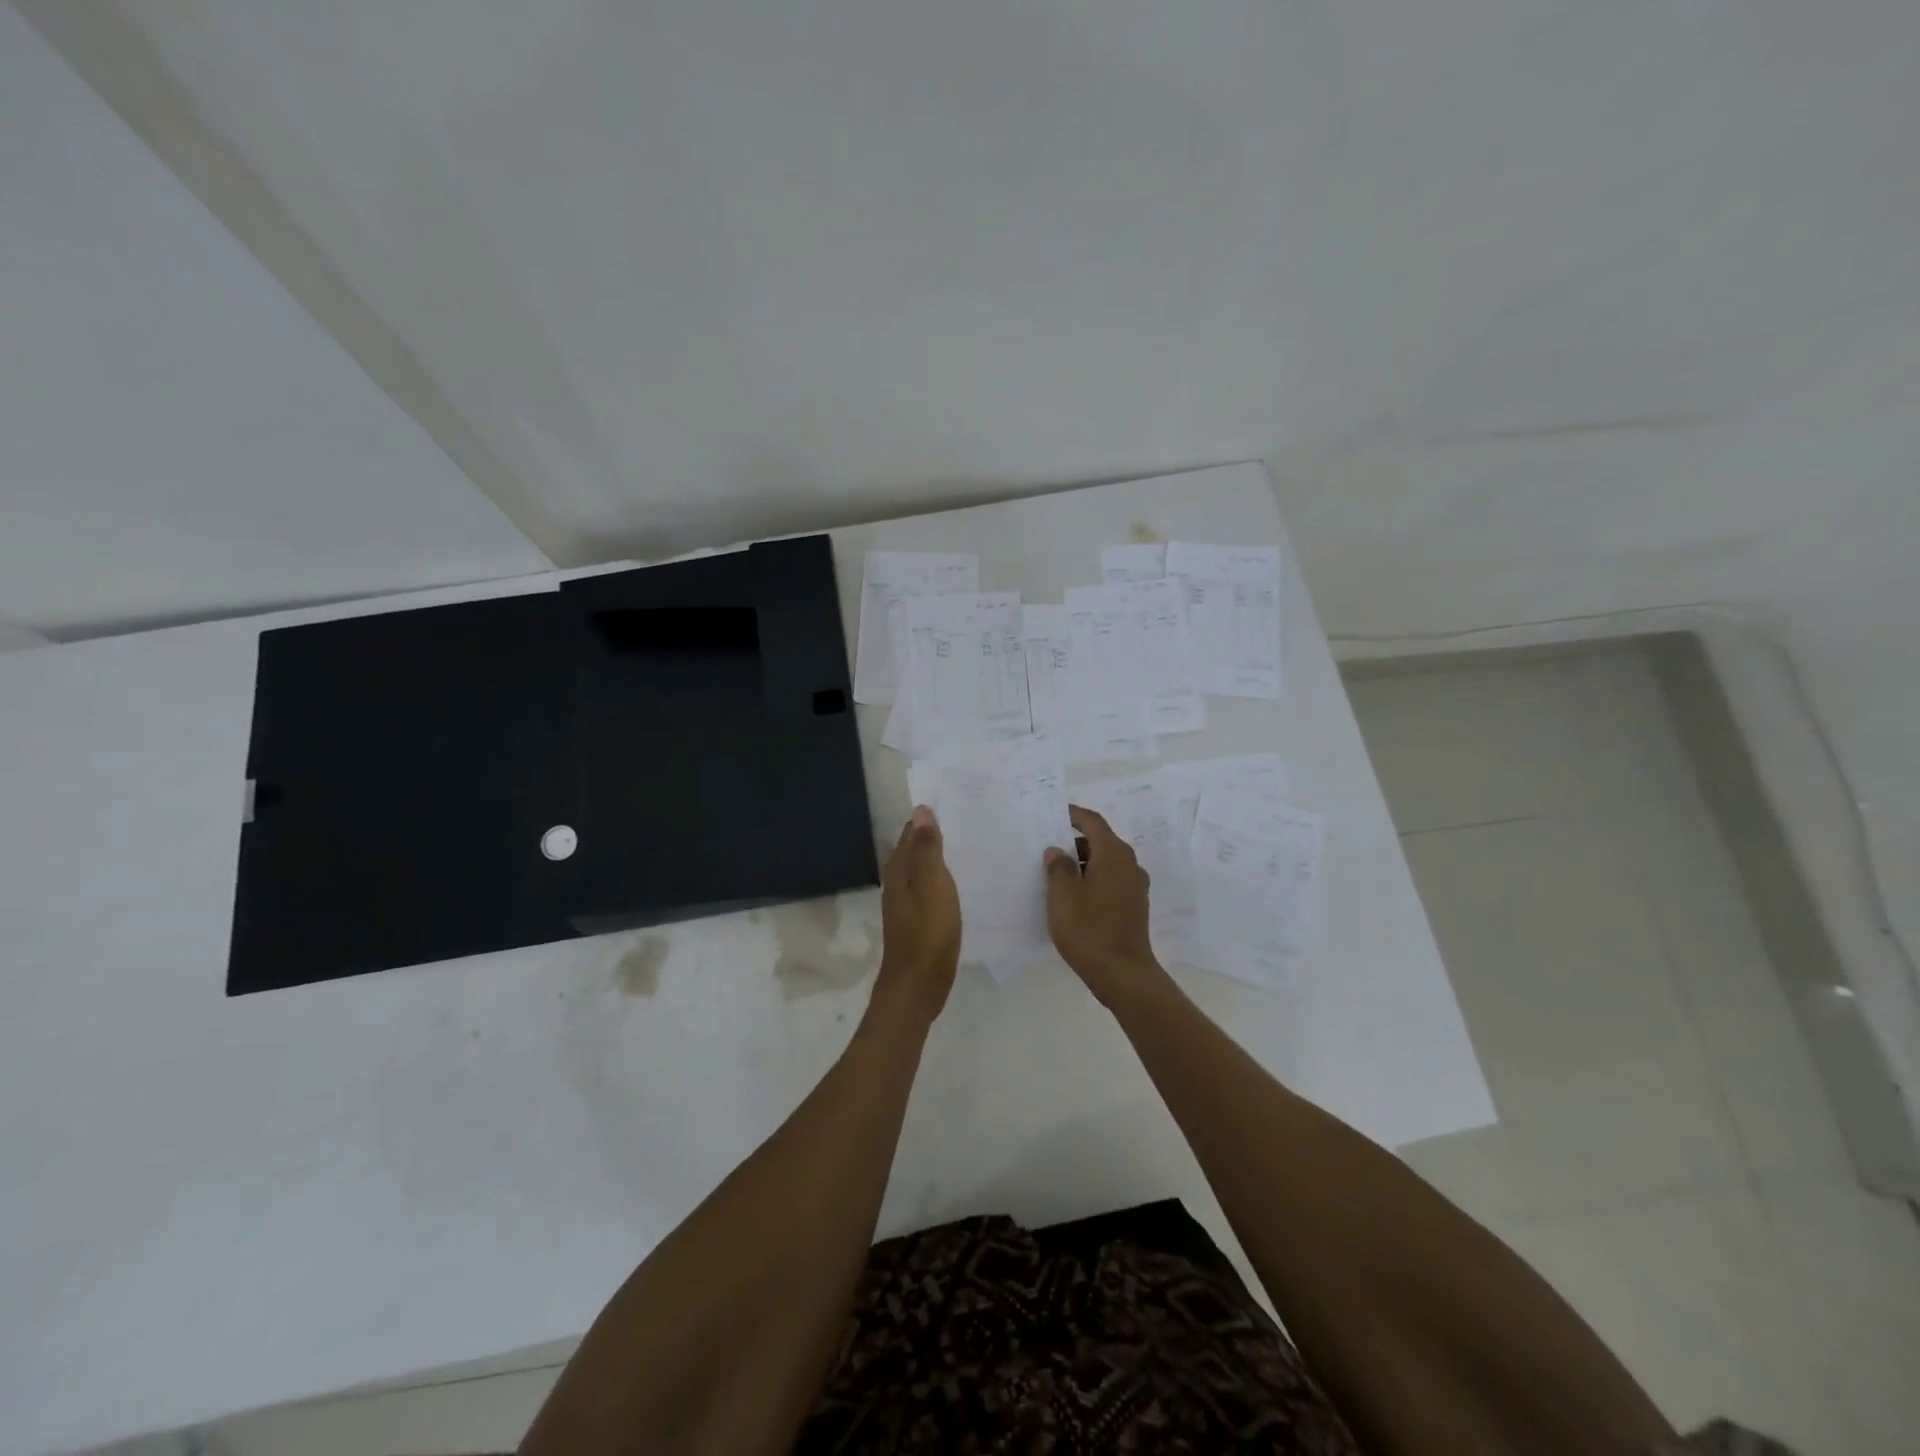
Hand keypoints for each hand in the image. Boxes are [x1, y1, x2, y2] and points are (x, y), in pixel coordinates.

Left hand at [872, 805, 961, 1026]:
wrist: (918, 985)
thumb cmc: (928, 932)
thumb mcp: (933, 885)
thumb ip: (927, 849)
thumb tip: (920, 811)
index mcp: (900, 870)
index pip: (911, 833)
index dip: (928, 819)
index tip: (953, 805)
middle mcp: (898, 883)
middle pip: (914, 850)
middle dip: (934, 835)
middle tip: (966, 821)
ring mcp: (906, 904)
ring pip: (921, 871)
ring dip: (939, 858)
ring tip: (968, 846)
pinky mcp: (917, 922)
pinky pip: (929, 890)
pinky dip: (942, 880)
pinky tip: (960, 884)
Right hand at [1044, 805, 1165, 1007]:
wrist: (1123, 974)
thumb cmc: (1089, 929)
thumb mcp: (1063, 895)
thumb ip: (1058, 867)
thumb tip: (1058, 851)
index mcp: (1113, 854)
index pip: (1092, 822)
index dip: (1073, 814)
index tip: (1054, 813)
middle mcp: (1129, 864)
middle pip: (1100, 841)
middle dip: (1075, 842)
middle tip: (1048, 848)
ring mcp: (1135, 886)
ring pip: (1106, 863)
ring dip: (1083, 863)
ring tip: (1057, 875)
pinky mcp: (1134, 906)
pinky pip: (1111, 881)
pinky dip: (1093, 880)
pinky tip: (1075, 897)